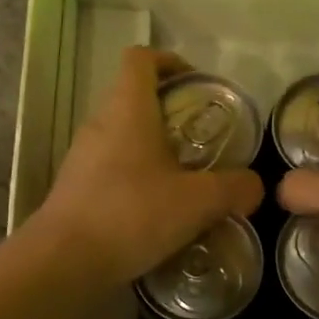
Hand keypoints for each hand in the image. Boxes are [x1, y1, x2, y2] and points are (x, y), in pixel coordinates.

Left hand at [31, 47, 263, 284]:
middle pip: (133, 96)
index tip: (196, 84)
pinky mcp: (76, 186)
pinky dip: (136, 175)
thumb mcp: (198, 202)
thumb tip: (254, 186)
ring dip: (153, 146)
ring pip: (123, 134)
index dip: (169, 61)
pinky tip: (157, 208)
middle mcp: (100, 122)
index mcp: (128, 109)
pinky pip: (111, 166)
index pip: (141, 58)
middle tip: (202, 138)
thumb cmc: (132, 214)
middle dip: (170, 110)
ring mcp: (82, 155)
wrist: (64, 261)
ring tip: (185, 177)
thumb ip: (234, 188)